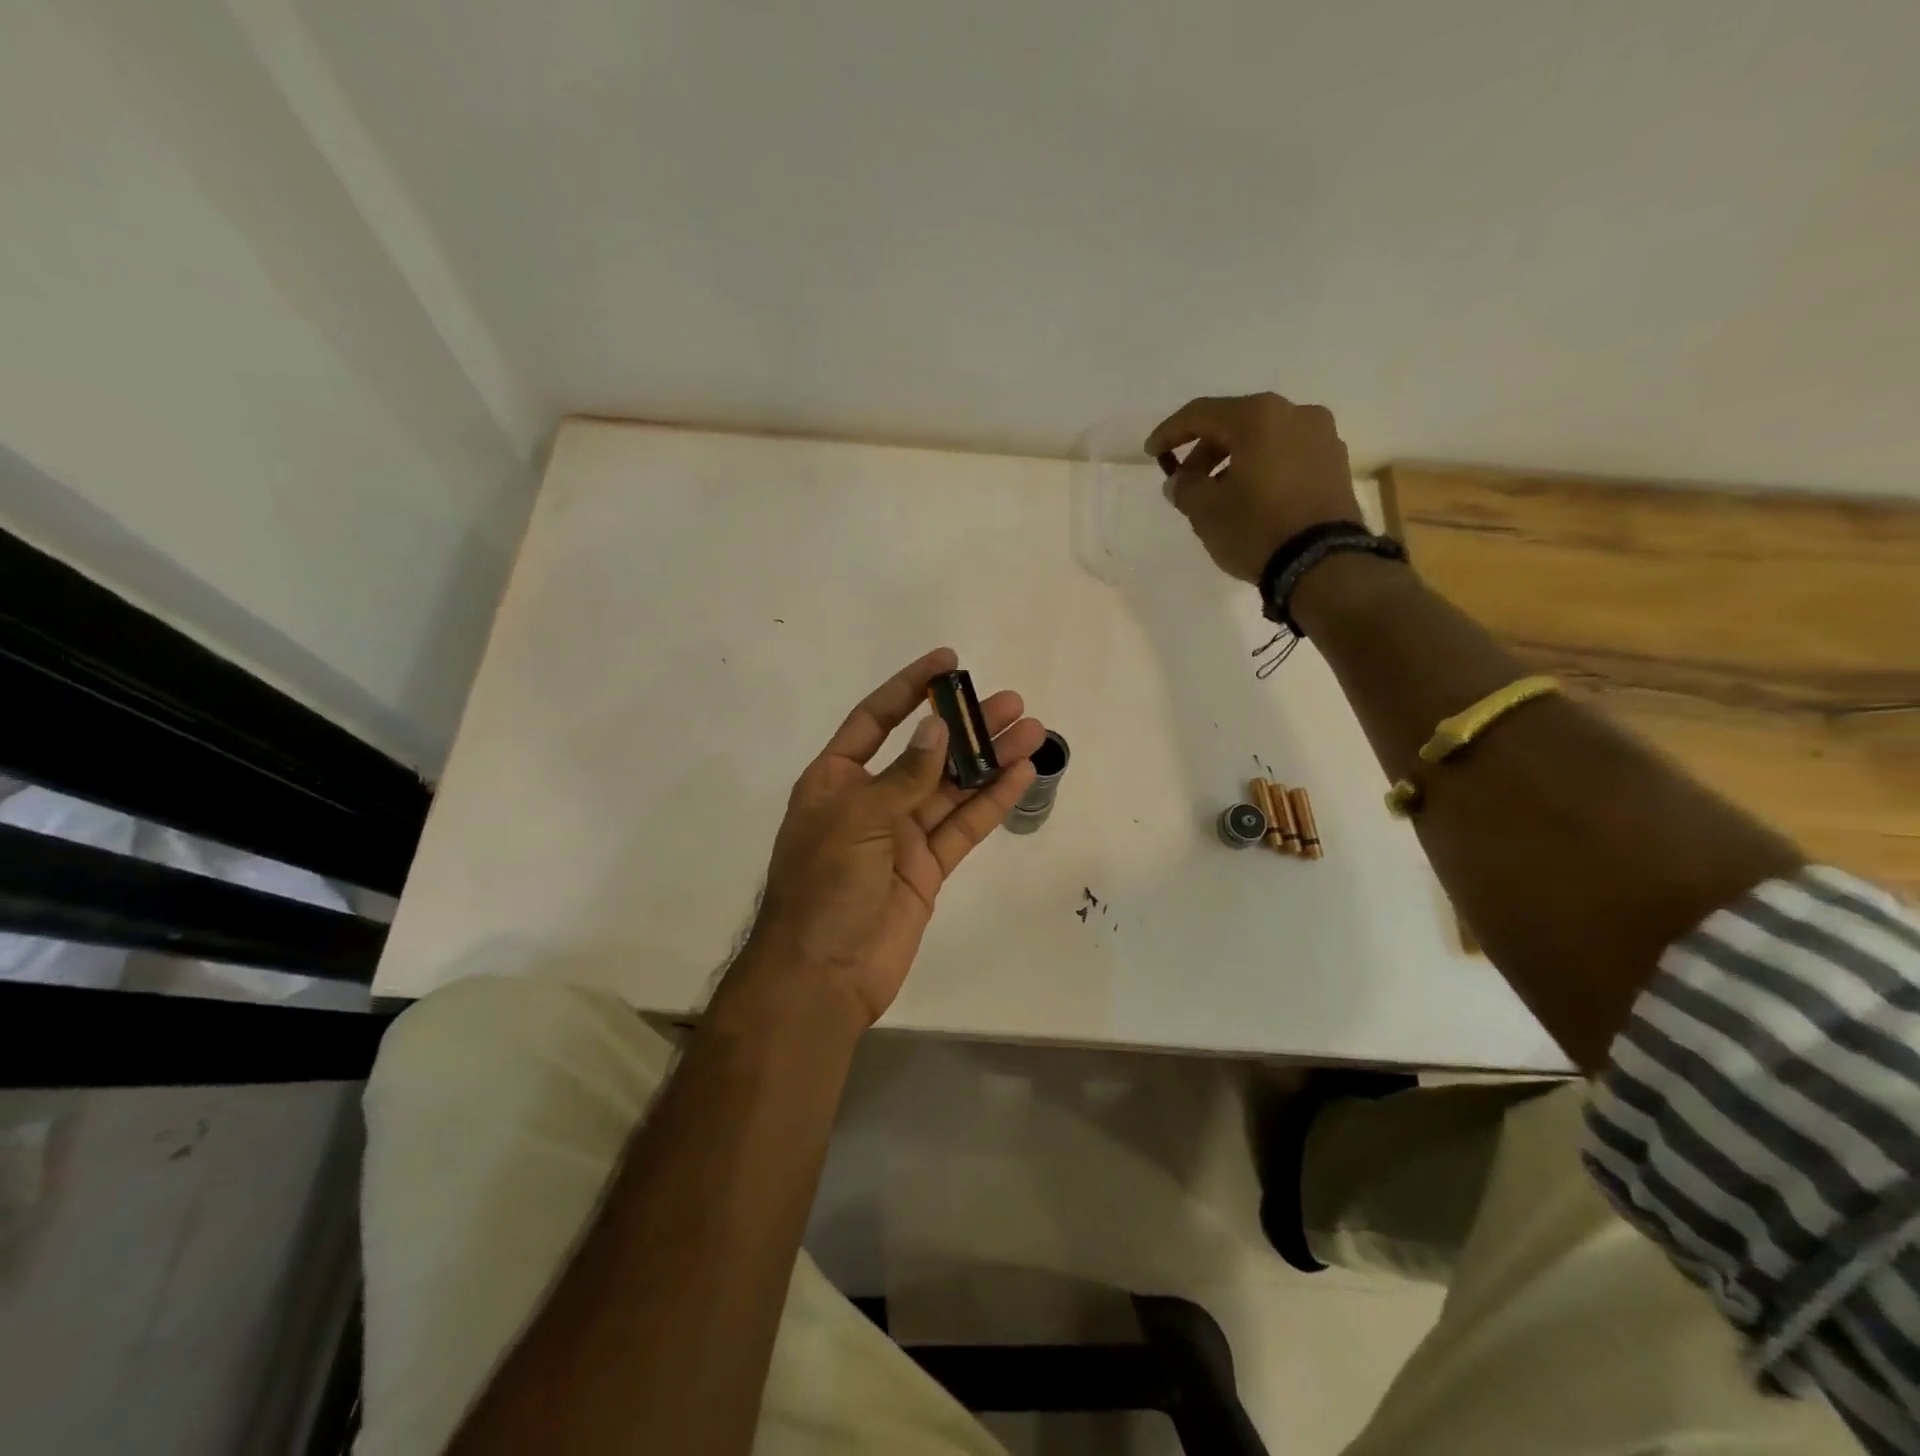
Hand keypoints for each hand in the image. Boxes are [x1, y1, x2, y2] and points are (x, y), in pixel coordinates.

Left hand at [733, 648, 1044, 1027]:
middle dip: (966, 726)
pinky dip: (991, 802)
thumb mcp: (858, 819)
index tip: (948, 662)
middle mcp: (870, 800)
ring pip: (952, 788)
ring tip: (1031, 729)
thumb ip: (904, 776)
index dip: (910, 687)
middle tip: (1010, 702)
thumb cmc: (825, 886)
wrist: (822, 974)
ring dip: (989, 759)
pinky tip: (1021, 774)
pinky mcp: (927, 868)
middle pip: (926, 752)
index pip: (876, 719)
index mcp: (836, 779)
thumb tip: (937, 731)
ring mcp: (901, 836)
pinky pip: (963, 827)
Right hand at [1146, 393, 1362, 582]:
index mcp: (1258, 416)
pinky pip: (1286, 455)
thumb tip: (1180, 481)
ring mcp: (1322, 437)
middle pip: (1235, 423)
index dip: (1170, 433)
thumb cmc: (1256, 529)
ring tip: (1216, 494)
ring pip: (1263, 439)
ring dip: (1233, 461)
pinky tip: (1249, 497)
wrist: (1322, 564)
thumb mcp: (1205, 511)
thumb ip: (1185, 488)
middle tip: (1186, 482)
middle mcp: (1294, 413)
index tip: (1151, 453)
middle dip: (1204, 451)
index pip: (1201, 413)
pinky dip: (1262, 468)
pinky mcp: (1335, 464)